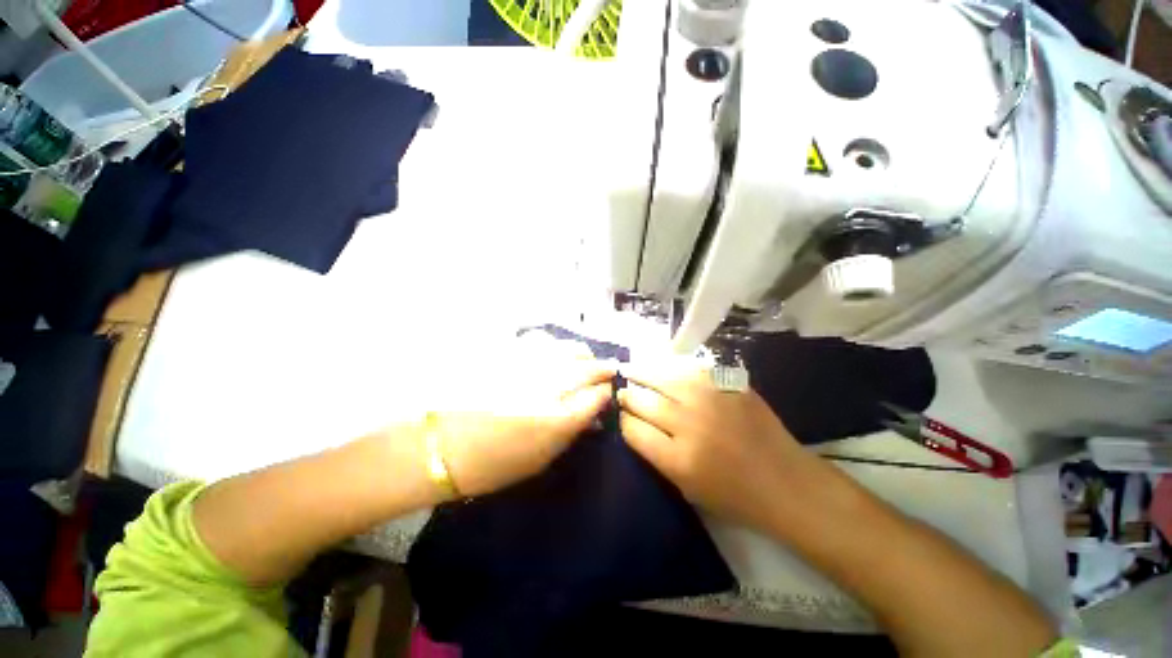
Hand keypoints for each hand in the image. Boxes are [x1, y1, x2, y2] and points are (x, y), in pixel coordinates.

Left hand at [430, 335, 615, 497]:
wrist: (441, 447)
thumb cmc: (495, 464)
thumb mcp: (543, 458)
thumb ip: (573, 430)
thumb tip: (594, 412)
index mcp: (559, 419)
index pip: (598, 395)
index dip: (606, 392)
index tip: (607, 392)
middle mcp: (548, 385)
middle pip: (587, 366)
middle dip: (602, 367)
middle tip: (606, 370)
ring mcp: (528, 365)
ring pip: (567, 348)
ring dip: (581, 353)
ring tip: (584, 358)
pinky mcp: (508, 353)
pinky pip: (541, 340)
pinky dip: (555, 344)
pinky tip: (555, 350)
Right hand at [618, 359, 819, 530]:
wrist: (786, 482)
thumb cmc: (734, 496)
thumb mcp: (686, 488)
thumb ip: (656, 454)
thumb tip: (634, 424)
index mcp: (678, 459)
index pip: (633, 428)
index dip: (623, 419)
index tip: (620, 414)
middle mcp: (690, 424)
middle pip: (644, 400)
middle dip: (626, 394)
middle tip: (620, 390)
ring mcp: (711, 400)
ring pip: (663, 377)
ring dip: (641, 372)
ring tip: (629, 368)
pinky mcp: (729, 385)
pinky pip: (690, 370)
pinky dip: (671, 368)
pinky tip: (663, 368)